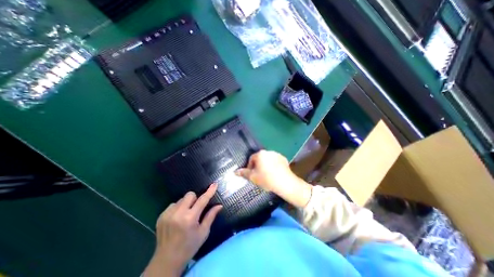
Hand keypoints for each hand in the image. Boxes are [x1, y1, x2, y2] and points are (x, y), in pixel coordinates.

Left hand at [142, 184, 220, 275]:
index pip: (202, 200)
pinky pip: (173, 204)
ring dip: (186, 204)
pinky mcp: (161, 216)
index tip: (214, 184)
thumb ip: (211, 216)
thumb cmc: (189, 246)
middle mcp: (178, 214)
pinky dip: (178, 208)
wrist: (166, 261)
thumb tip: (219, 205)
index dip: (209, 191)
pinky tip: (177, 219)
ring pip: (181, 199)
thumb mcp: (203, 232)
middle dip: (195, 199)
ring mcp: (168, 214)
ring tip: (185, 216)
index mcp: (190, 218)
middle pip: (190, 195)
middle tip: (195, 210)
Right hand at [236, 152, 311, 207]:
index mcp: (260, 154)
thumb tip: (235, 171)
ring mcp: (277, 154)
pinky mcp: (284, 159)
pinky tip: (275, 173)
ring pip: (268, 159)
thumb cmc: (266, 179)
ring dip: (266, 165)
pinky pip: (275, 161)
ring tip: (267, 175)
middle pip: (260, 158)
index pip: (251, 159)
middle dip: (258, 166)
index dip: (250, 167)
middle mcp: (268, 151)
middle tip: (259, 175)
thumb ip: (243, 173)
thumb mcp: (253, 177)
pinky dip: (273, 165)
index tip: (251, 174)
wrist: (285, 183)